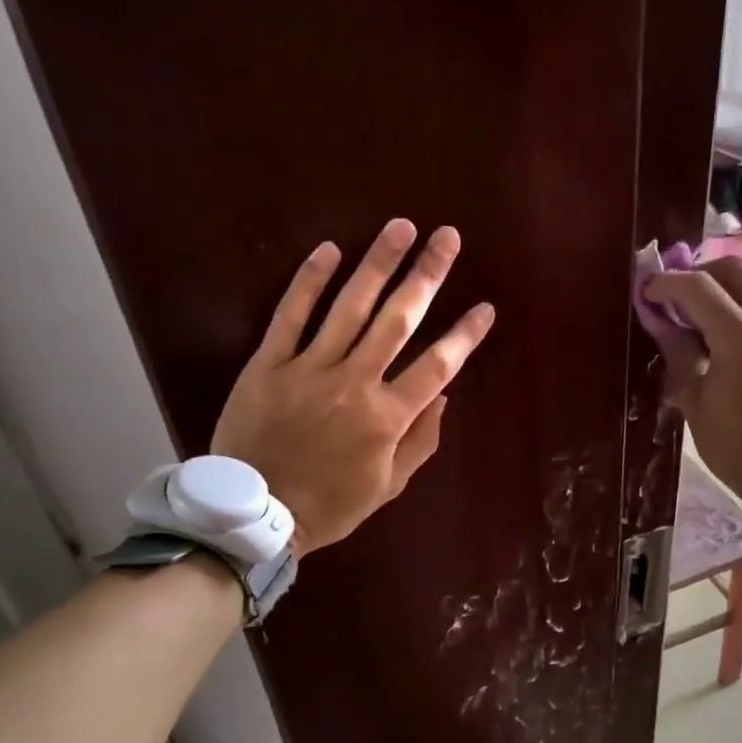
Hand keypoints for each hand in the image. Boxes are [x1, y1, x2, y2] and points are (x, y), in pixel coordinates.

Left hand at [213, 219, 495, 553]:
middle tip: (447, 237)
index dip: (465, 334)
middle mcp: (354, 383)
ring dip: (378, 264)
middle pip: (398, 320)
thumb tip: (444, 396)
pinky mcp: (268, 364)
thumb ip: (420, 440)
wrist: (255, 515)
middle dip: (427, 275)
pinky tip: (329, 250)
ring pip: (349, 307)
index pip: (437, 365)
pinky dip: (309, 281)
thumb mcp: (388, 485)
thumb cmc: (330, 505)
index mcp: (387, 417)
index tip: (485, 307)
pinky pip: (290, 316)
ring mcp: (308, 369)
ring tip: (400, 227)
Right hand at [642, 256, 741, 493]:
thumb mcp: (694, 400)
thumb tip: (661, 320)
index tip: (648, 292)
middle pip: (734, 268)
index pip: (698, 287)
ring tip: (707, 308)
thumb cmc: (733, 445)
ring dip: (729, 284)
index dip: (667, 283)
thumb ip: (678, 351)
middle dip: (700, 273)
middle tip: (678, 296)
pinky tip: (734, 330)